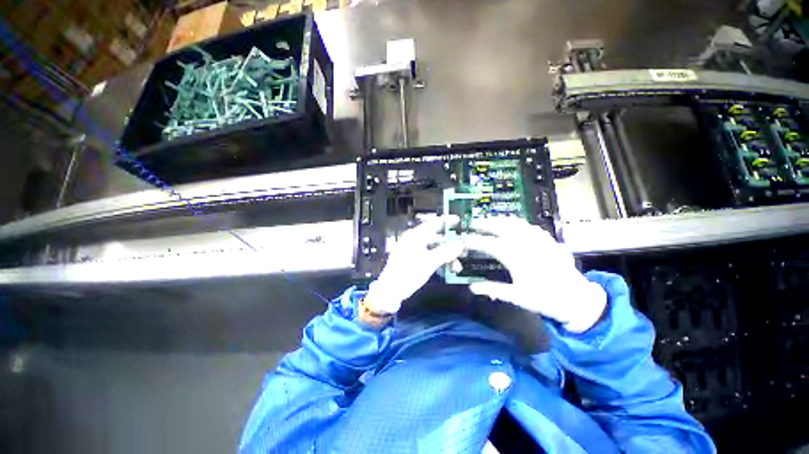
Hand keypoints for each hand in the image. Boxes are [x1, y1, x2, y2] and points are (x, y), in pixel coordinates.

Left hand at [364, 215, 463, 314]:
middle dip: (450, 245)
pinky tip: (446, 270)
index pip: (433, 223)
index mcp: (415, 236)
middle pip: (436, 237)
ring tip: (456, 267)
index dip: (447, 221)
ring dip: (446, 256)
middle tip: (463, 250)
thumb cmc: (408, 274)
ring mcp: (412, 250)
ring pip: (433, 249)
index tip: (459, 220)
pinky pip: (429, 256)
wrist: (390, 292)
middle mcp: (414, 240)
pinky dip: (438, 261)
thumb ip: (446, 252)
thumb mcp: (429, 262)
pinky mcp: (412, 260)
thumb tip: (460, 244)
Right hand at [463, 217, 606, 332]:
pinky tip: (512, 225)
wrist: (577, 299)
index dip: (473, 241)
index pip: (488, 244)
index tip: (463, 241)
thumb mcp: (517, 297)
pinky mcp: (547, 239)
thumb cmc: (545, 299)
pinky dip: (516, 222)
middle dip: (483, 223)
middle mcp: (525, 243)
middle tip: (471, 223)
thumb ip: (493, 290)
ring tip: (488, 221)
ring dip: (498, 220)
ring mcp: (537, 239)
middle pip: (500, 226)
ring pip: (514, 222)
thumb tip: (472, 288)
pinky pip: (528, 225)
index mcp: (515, 256)